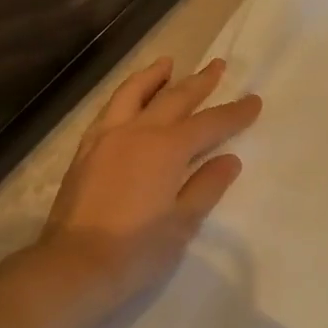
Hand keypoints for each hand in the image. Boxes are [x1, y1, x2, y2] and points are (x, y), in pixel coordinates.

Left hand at [36, 56, 261, 317]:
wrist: (74, 265)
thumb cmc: (136, 250)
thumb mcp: (182, 223)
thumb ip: (206, 186)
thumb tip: (229, 159)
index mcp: (166, 149)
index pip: (209, 124)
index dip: (234, 113)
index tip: (254, 101)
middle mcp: (136, 133)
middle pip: (174, 99)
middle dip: (199, 82)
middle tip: (218, 66)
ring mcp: (106, 138)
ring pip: (133, 94)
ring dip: (154, 76)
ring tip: (168, 63)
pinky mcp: (85, 151)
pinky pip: (109, 110)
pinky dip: (125, 96)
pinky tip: (129, 101)